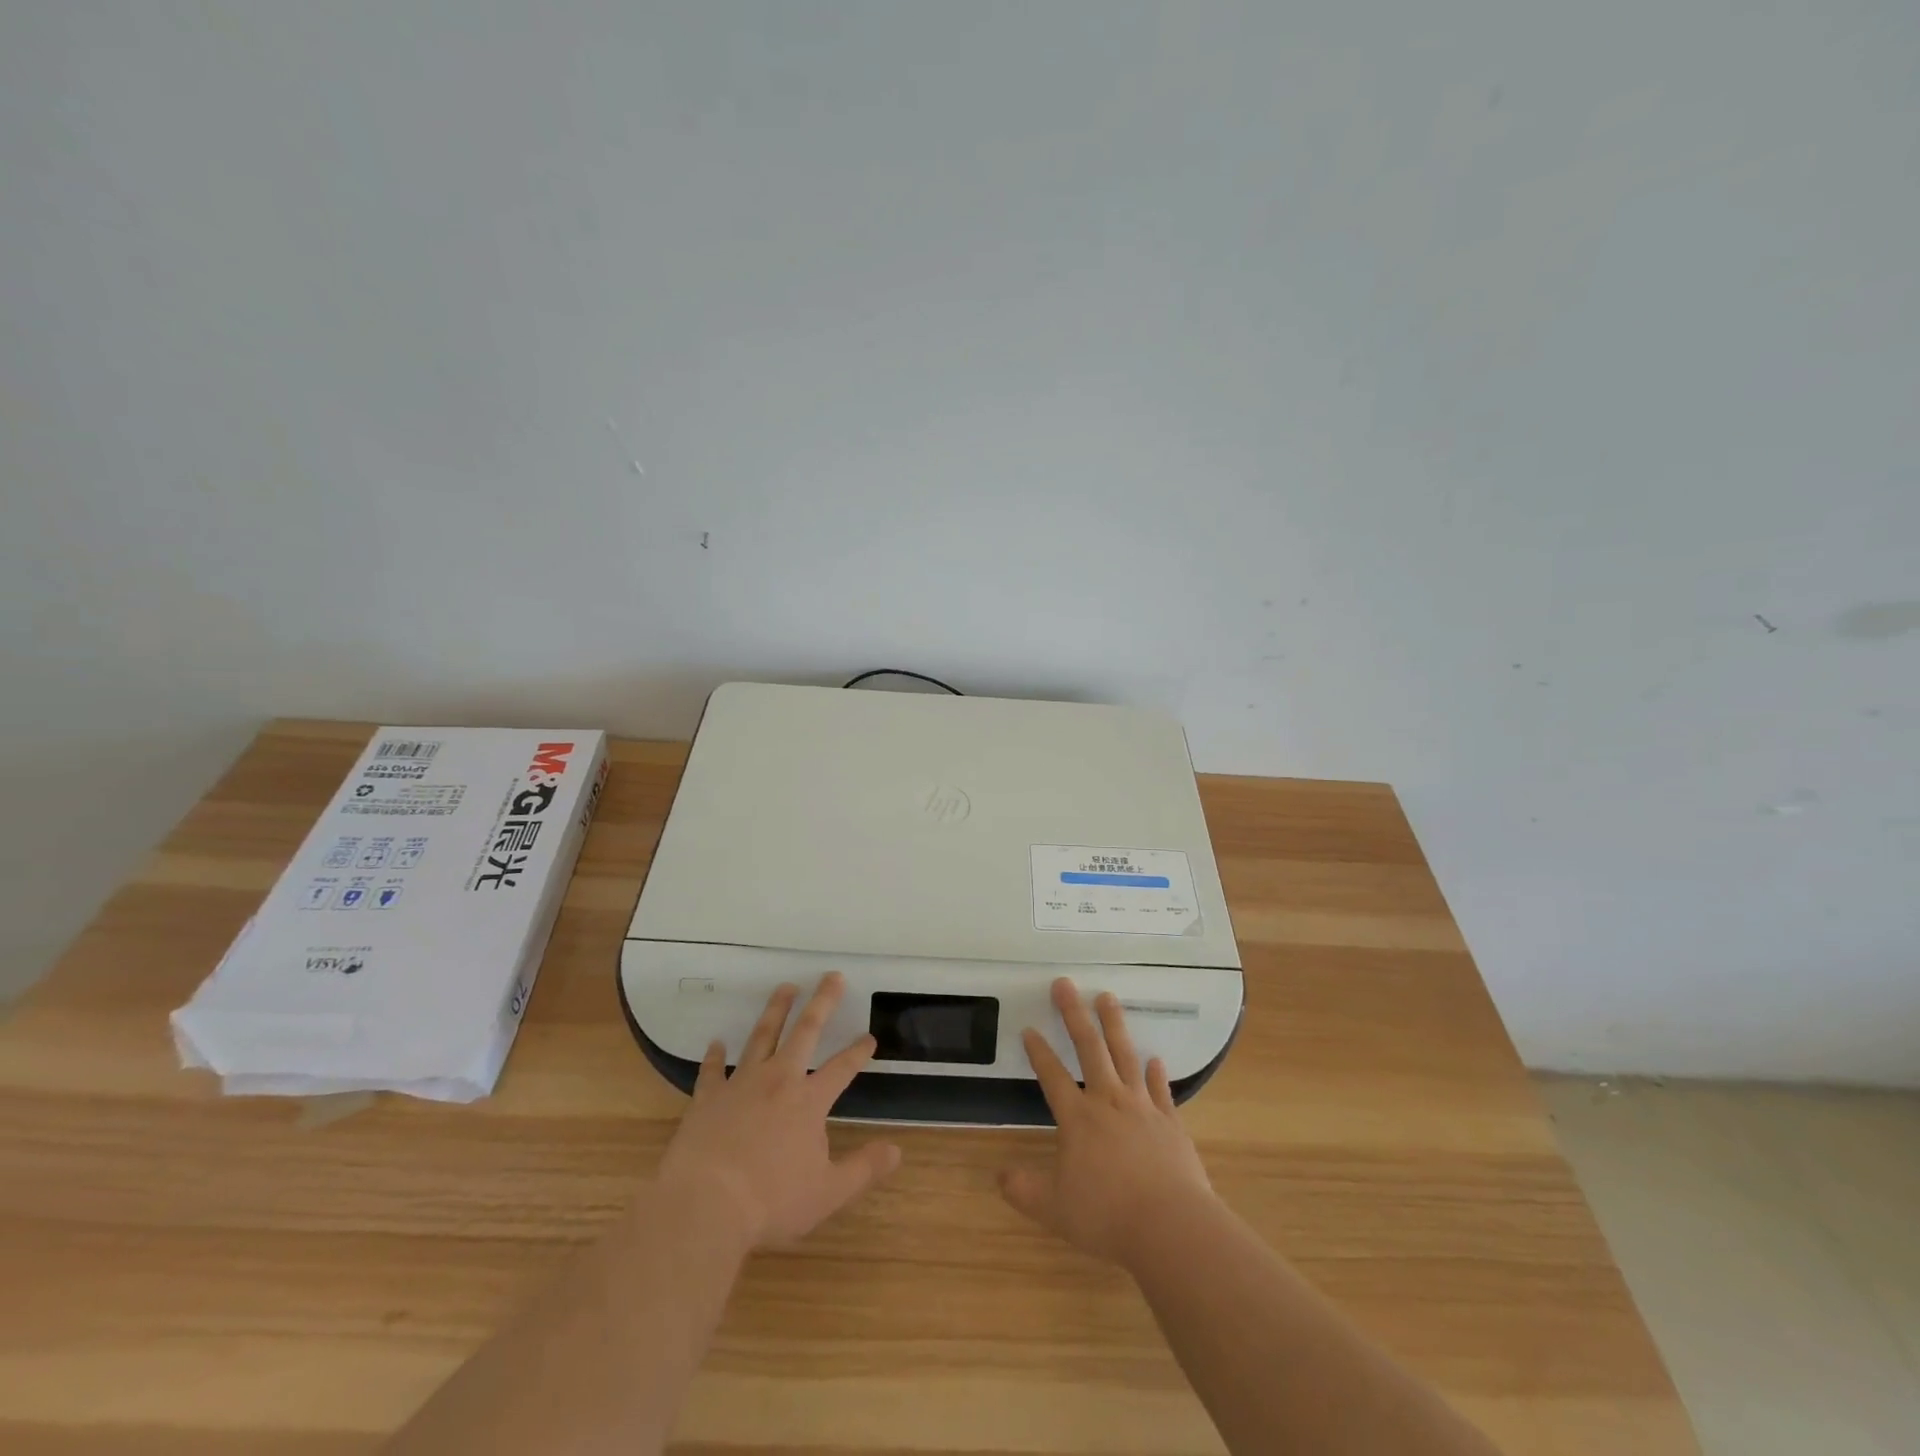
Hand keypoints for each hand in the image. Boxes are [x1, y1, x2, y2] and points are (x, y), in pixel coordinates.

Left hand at [657, 972, 900, 1248]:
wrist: (705, 1206)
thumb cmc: (771, 1202)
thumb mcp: (828, 1193)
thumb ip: (863, 1169)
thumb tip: (897, 1150)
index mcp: (809, 1101)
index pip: (841, 1068)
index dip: (858, 1051)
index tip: (869, 1037)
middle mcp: (778, 1081)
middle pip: (804, 1032)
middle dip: (822, 1002)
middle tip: (832, 976)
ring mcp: (740, 1085)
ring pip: (762, 1037)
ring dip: (776, 1010)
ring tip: (785, 987)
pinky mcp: (707, 1098)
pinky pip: (712, 1070)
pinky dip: (714, 1056)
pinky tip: (716, 1043)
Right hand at [1000, 977, 1216, 1266]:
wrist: (1171, 1226)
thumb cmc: (1107, 1215)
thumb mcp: (1055, 1209)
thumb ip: (1025, 1190)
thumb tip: (999, 1176)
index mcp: (1078, 1119)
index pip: (1052, 1076)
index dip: (1039, 1052)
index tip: (1029, 1028)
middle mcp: (1108, 1102)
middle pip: (1089, 1048)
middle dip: (1074, 1014)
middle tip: (1066, 983)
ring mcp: (1142, 1108)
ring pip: (1125, 1055)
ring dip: (1114, 1025)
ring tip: (1107, 996)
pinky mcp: (1171, 1123)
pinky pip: (1162, 1090)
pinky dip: (1157, 1074)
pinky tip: (1155, 1059)